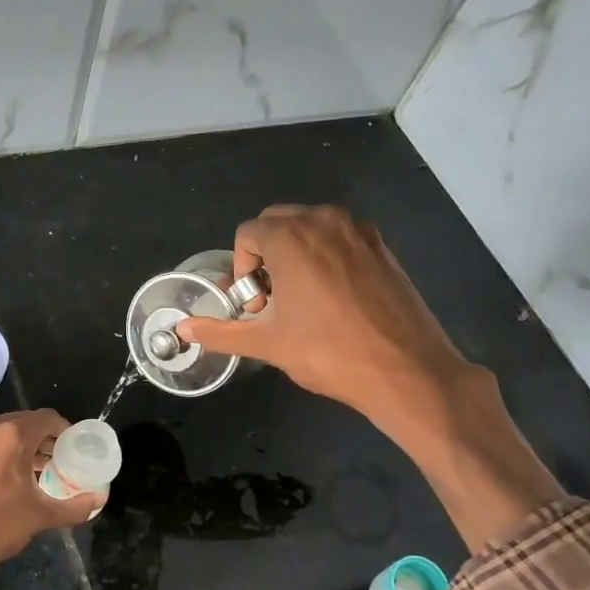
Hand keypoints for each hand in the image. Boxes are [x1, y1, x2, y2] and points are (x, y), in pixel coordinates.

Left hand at [0, 411, 101, 589]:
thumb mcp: (41, 517)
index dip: (63, 431)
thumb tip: (99, 500)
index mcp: (13, 435)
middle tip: (47, 463)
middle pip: (20, 423)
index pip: (48, 418)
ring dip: (9, 446)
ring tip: (17, 472)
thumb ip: (75, 506)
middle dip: (37, 440)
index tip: (68, 449)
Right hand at [179, 205, 562, 550]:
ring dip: (295, 253)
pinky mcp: (382, 245)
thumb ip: (220, 331)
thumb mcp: (267, 344)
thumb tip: (183, 328)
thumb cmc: (329, 353)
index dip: (241, 269)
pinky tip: (334, 297)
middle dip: (265, 256)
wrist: (406, 368)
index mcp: (291, 237)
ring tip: (301, 299)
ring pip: (310, 227)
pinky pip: (340, 237)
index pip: (247, 233)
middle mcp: (324, 220)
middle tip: (272, 300)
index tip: (255, 305)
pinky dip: (326, 255)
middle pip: (278, 222)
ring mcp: (359, 229)